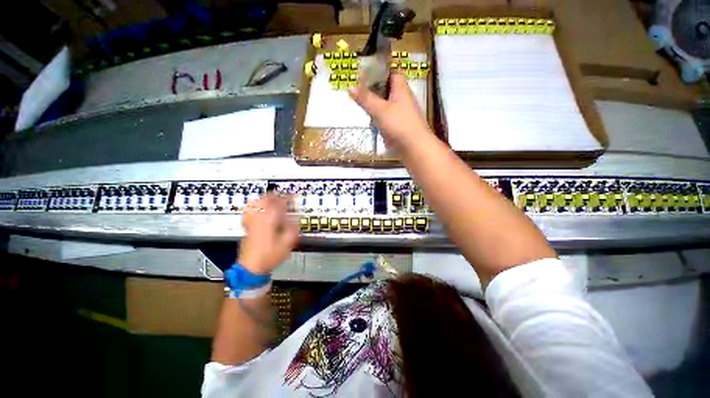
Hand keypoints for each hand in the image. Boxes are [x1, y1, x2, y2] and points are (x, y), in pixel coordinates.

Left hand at [238, 194, 298, 274]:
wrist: (251, 266)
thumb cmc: (268, 257)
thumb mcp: (286, 245)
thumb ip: (292, 230)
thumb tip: (296, 221)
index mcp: (270, 219)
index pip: (280, 202)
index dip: (289, 198)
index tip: (294, 197)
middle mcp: (259, 217)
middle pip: (267, 198)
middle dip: (276, 196)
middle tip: (283, 197)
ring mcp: (251, 220)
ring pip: (258, 202)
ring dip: (266, 199)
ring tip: (272, 200)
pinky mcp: (247, 226)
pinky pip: (250, 210)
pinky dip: (255, 207)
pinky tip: (256, 209)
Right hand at [349, 72, 431, 149]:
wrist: (417, 148)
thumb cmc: (399, 124)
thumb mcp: (379, 109)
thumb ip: (365, 98)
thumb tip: (350, 86)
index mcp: (401, 89)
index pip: (394, 72)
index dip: (383, 69)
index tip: (368, 68)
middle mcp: (404, 98)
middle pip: (390, 86)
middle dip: (376, 85)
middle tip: (359, 84)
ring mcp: (404, 111)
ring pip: (389, 101)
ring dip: (377, 100)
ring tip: (361, 99)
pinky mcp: (402, 124)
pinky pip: (389, 114)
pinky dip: (380, 113)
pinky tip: (371, 117)